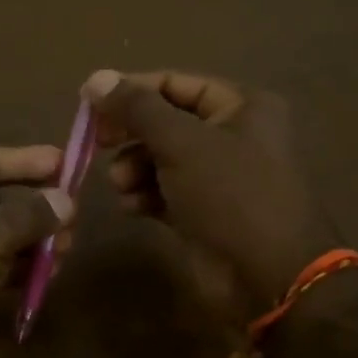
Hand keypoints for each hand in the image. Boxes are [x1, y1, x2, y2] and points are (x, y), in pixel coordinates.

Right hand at [83, 69, 340, 313]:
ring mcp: (217, 176)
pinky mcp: (203, 210)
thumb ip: (137, 109)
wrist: (268, 278)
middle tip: (98, 144)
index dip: (130, 90)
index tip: (88, 103)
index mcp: (241, 106)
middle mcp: (232, 134)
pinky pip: (163, 190)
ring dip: (133, 168)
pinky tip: (132, 207)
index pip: (174, 83)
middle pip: (164, 121)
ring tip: (122, 185)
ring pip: (159, 158)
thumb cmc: (231, 195)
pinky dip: (144, 194)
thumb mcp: (181, 143)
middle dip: (130, 134)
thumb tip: (95, 79)